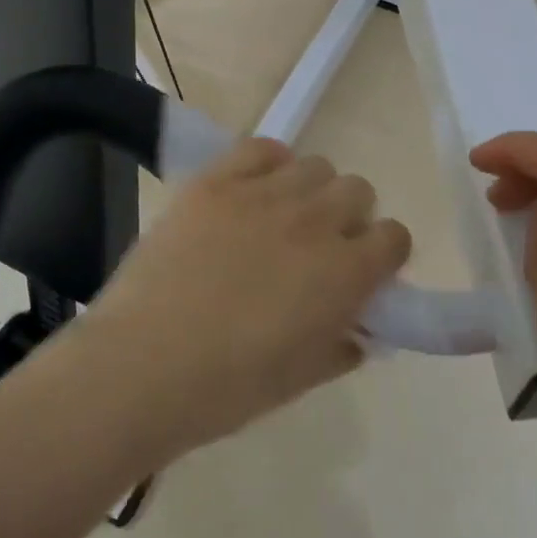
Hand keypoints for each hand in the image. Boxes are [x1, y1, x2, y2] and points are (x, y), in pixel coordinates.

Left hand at [77, 138, 411, 459]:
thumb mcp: (300, 380)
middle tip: (317, 248)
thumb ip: (341, 347)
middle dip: (349, 217)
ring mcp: (263, 195)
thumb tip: (358, 331)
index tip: (362, 272)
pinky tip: (251, 191)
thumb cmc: (226, 388)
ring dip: (310, 191)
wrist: (141, 366)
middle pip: (358, 190)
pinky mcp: (216, 181)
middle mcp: (315, 222)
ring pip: (315, 166)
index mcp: (345, 273)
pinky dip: (267, 164)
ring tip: (278, 218)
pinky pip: (261, 148)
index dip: (382, 254)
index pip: (395, 237)